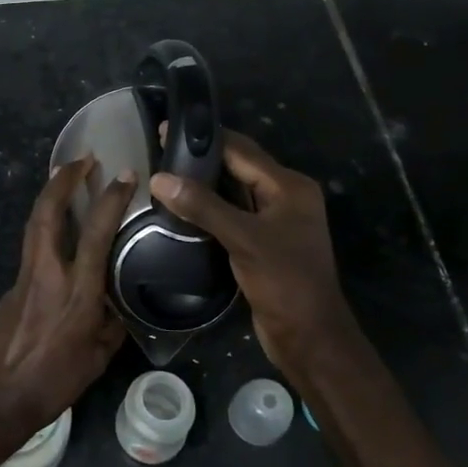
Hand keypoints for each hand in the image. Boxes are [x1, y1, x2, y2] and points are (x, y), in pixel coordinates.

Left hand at [0, 156, 135, 445]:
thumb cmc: (54, 382)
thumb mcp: (99, 358)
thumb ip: (111, 325)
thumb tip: (118, 307)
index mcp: (77, 291)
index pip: (96, 233)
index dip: (110, 199)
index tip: (124, 174)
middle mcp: (48, 273)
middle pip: (48, 212)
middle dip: (63, 180)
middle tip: (81, 159)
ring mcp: (24, 276)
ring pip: (34, 223)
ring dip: (50, 196)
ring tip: (66, 180)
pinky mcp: (11, 286)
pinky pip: (31, 246)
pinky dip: (44, 226)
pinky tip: (57, 232)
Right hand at [149, 131, 361, 381]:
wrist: (308, 336)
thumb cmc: (284, 281)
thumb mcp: (243, 238)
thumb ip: (203, 206)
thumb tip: (159, 178)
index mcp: (289, 187)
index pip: (242, 150)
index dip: (205, 139)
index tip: (167, 129)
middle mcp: (285, 197)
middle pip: (238, 167)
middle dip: (202, 159)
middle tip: (160, 150)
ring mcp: (275, 221)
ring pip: (234, 192)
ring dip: (204, 184)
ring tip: (164, 174)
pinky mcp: (263, 243)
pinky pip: (232, 215)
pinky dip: (209, 208)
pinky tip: (181, 208)